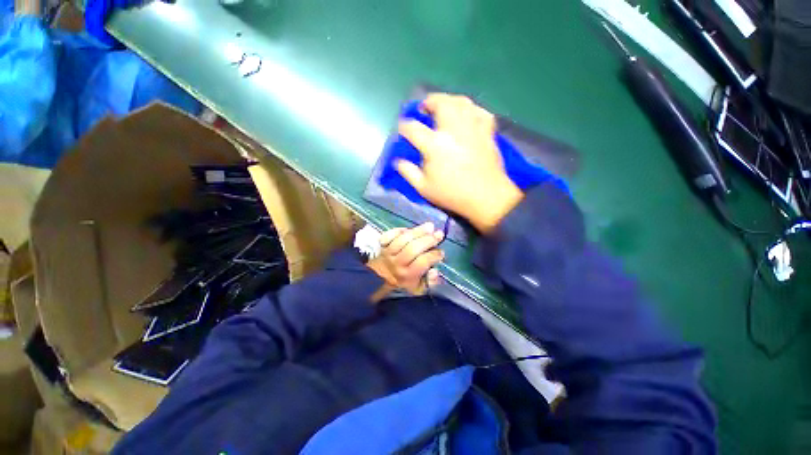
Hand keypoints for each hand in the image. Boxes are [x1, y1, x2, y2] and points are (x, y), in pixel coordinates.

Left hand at [367, 223, 443, 295]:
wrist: (380, 277)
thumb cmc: (403, 281)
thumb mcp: (418, 288)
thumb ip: (430, 282)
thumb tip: (435, 271)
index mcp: (407, 275)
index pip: (422, 262)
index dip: (434, 255)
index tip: (441, 252)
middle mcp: (397, 263)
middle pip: (413, 249)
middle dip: (428, 240)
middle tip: (439, 234)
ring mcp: (388, 253)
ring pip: (403, 239)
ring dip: (418, 231)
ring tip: (430, 226)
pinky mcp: (382, 245)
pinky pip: (390, 235)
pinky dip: (400, 230)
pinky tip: (410, 229)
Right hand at [395, 93, 523, 232]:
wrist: (485, 197)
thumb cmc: (452, 194)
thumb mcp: (424, 188)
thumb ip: (408, 172)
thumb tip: (398, 161)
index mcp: (434, 145)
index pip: (413, 128)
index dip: (404, 126)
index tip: (402, 129)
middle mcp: (453, 130)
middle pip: (440, 103)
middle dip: (428, 101)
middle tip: (424, 108)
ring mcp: (472, 128)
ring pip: (461, 102)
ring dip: (449, 100)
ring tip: (443, 107)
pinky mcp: (486, 132)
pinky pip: (479, 111)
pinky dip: (471, 109)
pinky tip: (466, 115)